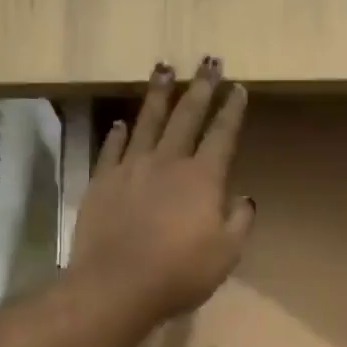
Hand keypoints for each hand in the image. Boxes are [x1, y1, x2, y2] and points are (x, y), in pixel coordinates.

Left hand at [69, 58, 255, 326]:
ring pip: (147, 121)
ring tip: (162, 68)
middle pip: (187, 116)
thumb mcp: (226, 255)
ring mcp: (131, 168)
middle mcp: (167, 162)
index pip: (222, 135)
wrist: (116, 285)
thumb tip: (245, 198)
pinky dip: (119, 133)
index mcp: (202, 178)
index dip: (232, 110)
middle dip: (200, 87)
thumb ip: (239, 222)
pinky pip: (112, 148)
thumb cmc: (179, 273)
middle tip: (208, 60)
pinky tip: (122, 123)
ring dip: (158, 94)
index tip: (238, 87)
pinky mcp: (102, 182)